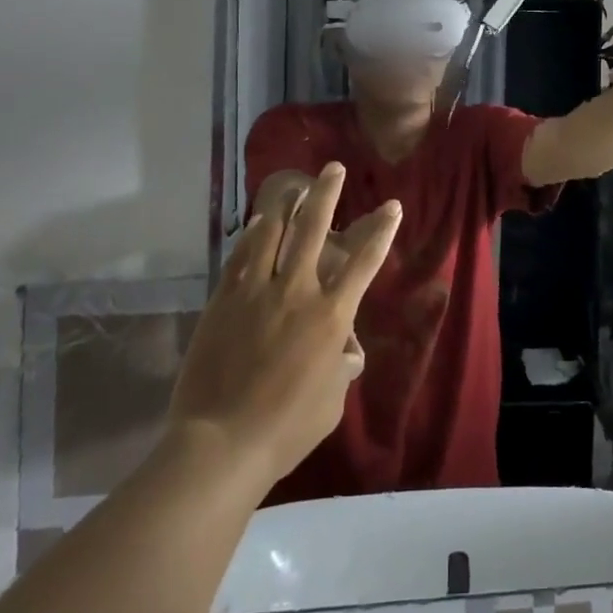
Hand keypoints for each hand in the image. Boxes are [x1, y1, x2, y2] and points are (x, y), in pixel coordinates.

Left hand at [168, 163, 401, 485]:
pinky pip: (239, 258)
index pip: (365, 262)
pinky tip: (254, 224)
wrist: (220, 444)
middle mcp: (296, 292)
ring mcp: (256, 293)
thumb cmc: (286, 429)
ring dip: (284, 205)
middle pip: (314, 230)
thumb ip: (340, 369)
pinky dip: (249, 237)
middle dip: (326, 194)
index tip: (392, 206)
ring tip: (292, 185)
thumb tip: (344, 353)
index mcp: (331, 316)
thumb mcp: (331, 402)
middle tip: (333, 169)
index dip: (381, 230)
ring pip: (271, 234)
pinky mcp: (224, 302)